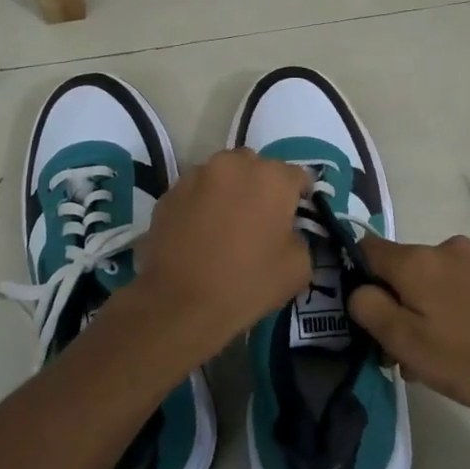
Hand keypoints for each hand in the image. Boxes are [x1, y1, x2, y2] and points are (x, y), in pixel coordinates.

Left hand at [135, 149, 313, 345]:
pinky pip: (195, 192)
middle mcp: (234, 165)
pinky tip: (200, 233)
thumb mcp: (298, 268)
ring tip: (226, 224)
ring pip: (222, 175)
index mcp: (271, 178)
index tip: (296, 215)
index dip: (300, 195)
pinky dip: (202, 204)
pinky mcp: (169, 193)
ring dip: (229, 191)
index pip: (297, 175)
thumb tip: (287, 232)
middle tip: (260, 219)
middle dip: (261, 186)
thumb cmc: (247, 283)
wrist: (180, 303)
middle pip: (256, 167)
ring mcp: (196, 176)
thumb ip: (299, 238)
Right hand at [349, 234, 469, 426]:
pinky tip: (455, 344)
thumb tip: (358, 289)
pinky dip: (444, 309)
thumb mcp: (403, 341)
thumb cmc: (465, 360)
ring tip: (430, 356)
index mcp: (417, 259)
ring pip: (426, 280)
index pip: (366, 249)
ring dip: (418, 311)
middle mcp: (445, 247)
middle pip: (398, 269)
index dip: (357, 278)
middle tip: (398, 351)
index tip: (366, 315)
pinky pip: (452, 286)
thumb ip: (367, 306)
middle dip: (392, 304)